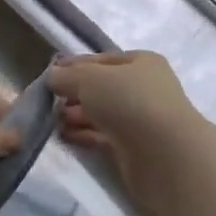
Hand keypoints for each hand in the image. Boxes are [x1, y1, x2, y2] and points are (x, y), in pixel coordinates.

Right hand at [47, 51, 205, 215]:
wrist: (166, 156)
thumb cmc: (129, 102)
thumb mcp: (89, 79)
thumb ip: (67, 76)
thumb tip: (52, 76)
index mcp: (142, 63)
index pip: (102, 60)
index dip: (75, 65)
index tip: (50, 75)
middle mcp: (144, 89)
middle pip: (102, 88)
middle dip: (75, 93)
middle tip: (49, 101)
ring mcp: (142, 121)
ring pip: (103, 113)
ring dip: (78, 115)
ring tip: (52, 120)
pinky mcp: (136, 150)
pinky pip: (104, 137)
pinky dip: (85, 135)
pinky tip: (64, 136)